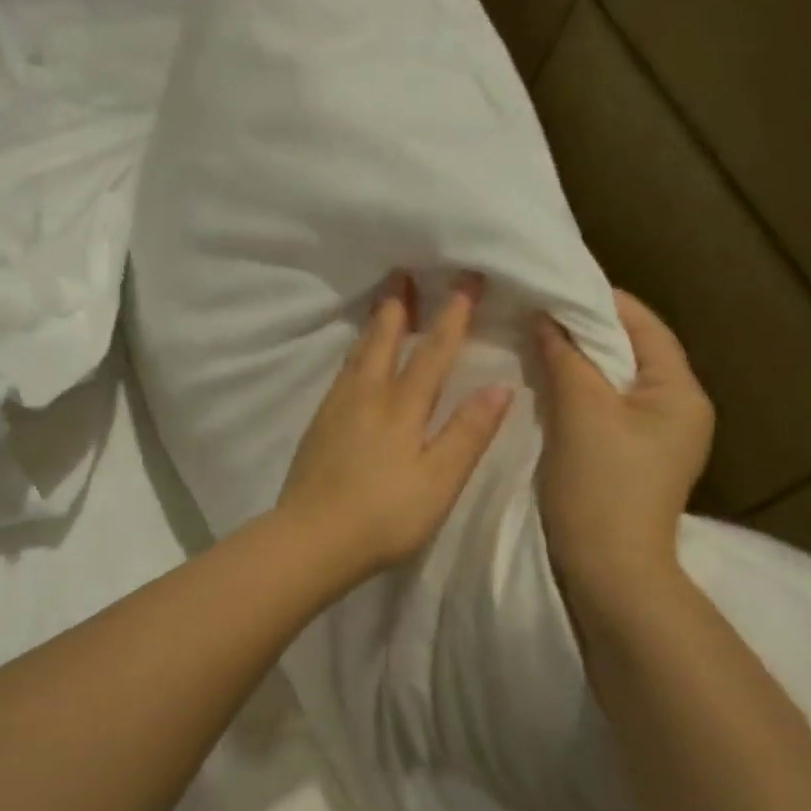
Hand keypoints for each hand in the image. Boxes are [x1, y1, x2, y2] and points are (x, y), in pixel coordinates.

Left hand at [278, 272, 512, 585]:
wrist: (311, 538)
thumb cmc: (384, 516)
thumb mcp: (438, 481)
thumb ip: (467, 433)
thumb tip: (499, 386)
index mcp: (401, 409)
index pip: (433, 353)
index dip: (451, 317)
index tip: (465, 281)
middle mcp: (367, 397)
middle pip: (385, 342)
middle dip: (399, 306)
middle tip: (404, 272)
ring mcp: (338, 409)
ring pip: (359, 355)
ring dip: (374, 325)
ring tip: (382, 304)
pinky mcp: (319, 425)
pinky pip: (342, 374)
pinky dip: (354, 354)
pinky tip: (354, 360)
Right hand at [532, 290, 713, 599]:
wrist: (609, 572)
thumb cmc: (601, 487)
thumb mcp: (581, 413)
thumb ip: (566, 357)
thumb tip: (546, 316)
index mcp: (680, 392)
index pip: (644, 325)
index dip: (600, 301)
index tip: (554, 283)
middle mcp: (678, 408)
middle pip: (631, 351)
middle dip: (585, 329)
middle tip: (537, 309)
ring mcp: (656, 436)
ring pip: (614, 380)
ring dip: (578, 360)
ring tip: (535, 338)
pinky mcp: (631, 456)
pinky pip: (605, 407)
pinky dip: (578, 389)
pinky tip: (546, 382)